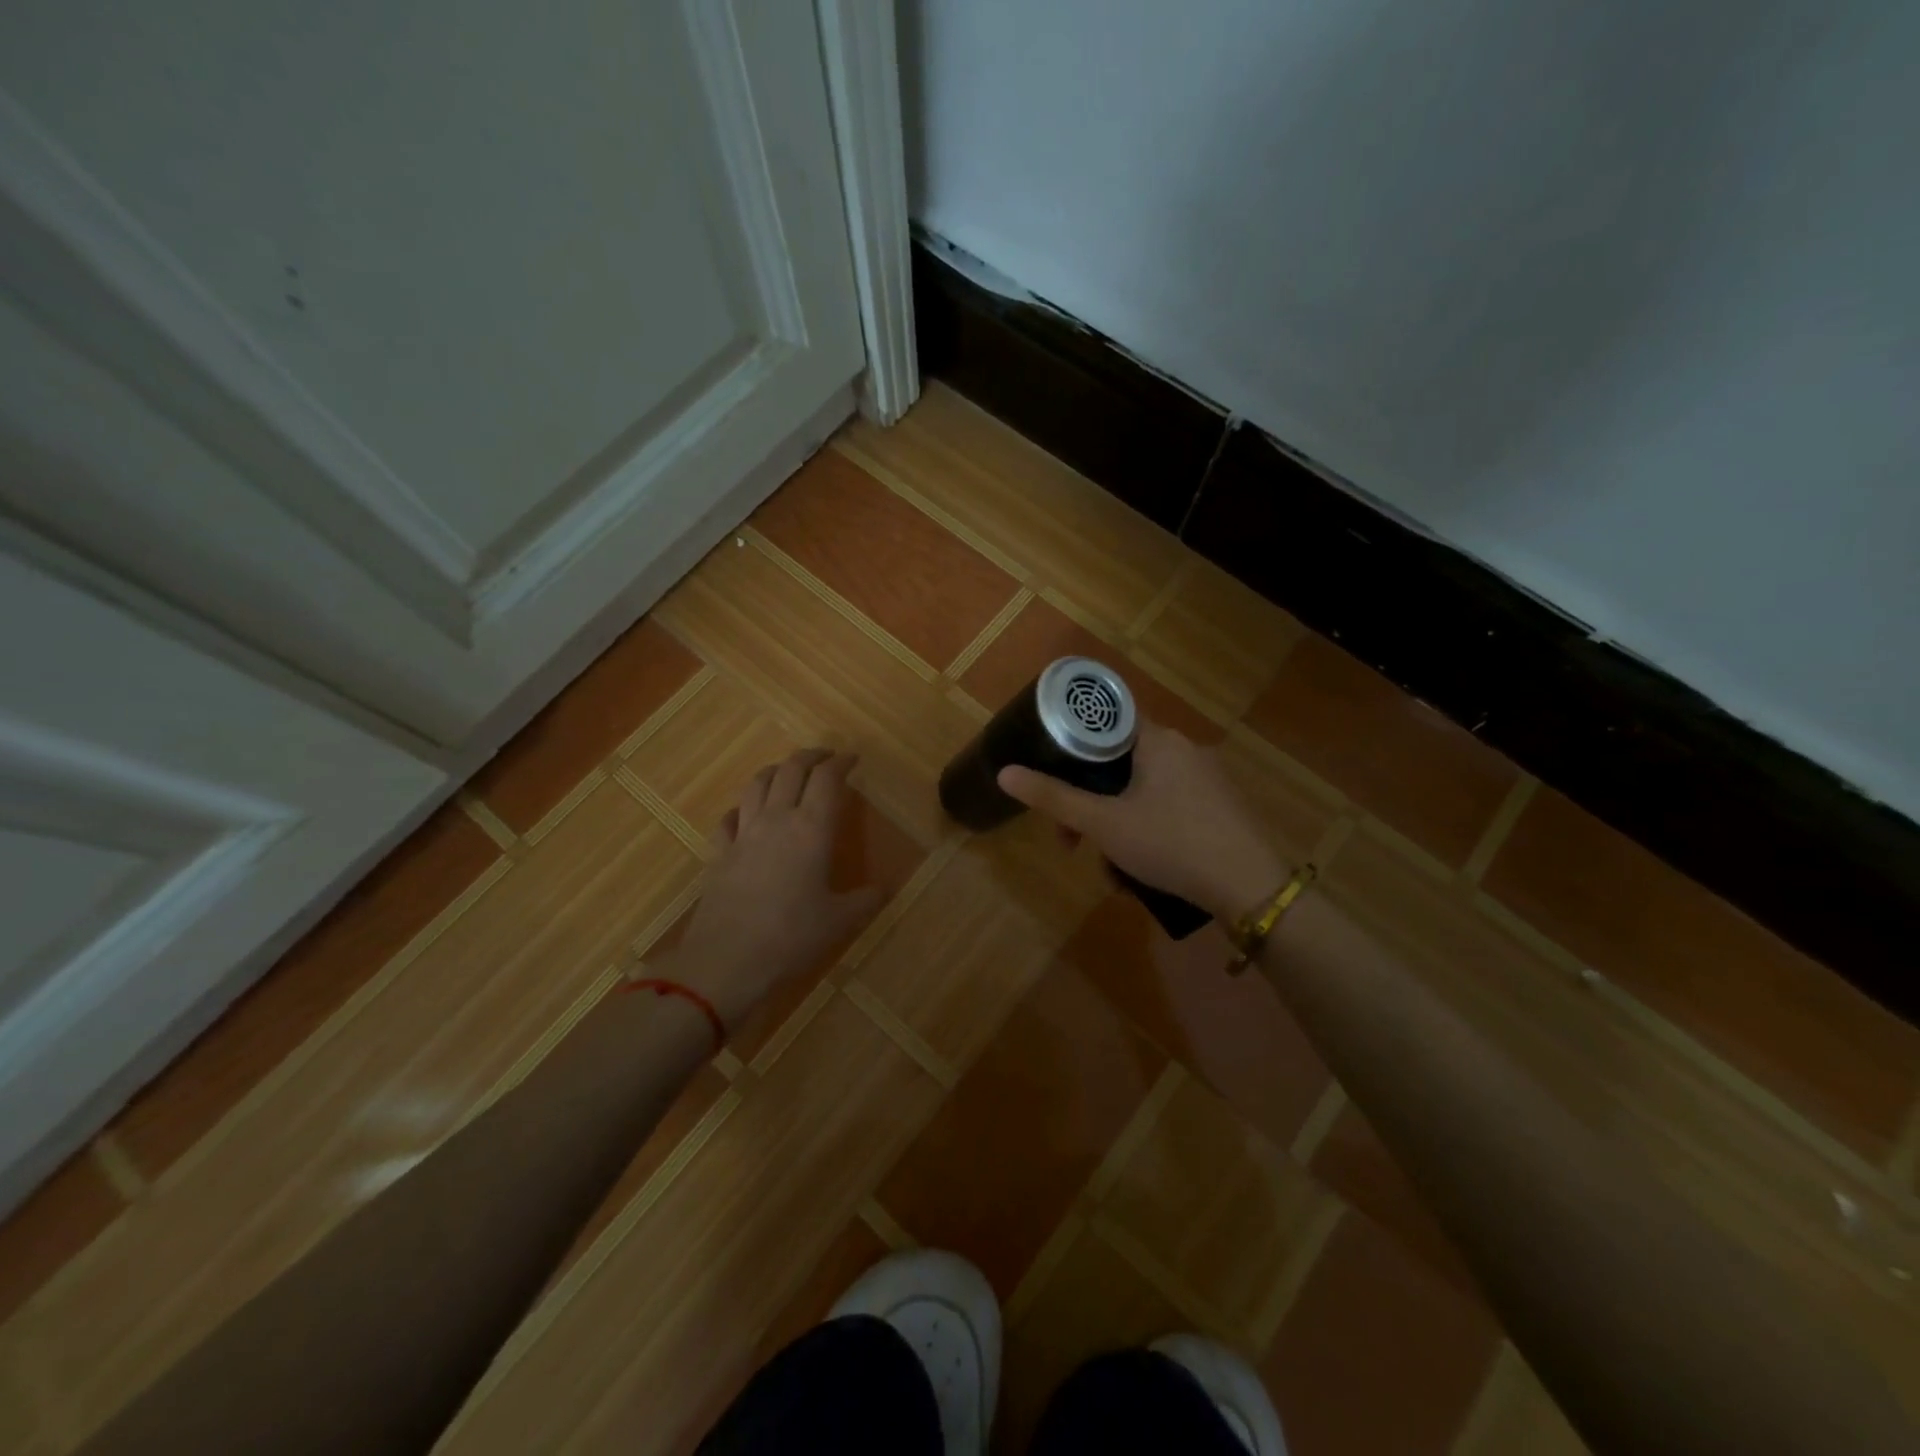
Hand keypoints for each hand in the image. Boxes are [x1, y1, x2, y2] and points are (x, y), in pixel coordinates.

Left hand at [672, 749, 881, 1030]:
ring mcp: (743, 834)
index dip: (841, 762)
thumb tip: (885, 889)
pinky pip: (729, 818)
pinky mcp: (718, 853)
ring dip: (776, 771)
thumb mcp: (839, 921)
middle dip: (810, 756)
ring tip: (787, 773)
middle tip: (825, 757)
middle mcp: (776, 820)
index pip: (827, 778)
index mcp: (812, 829)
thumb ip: (865, 900)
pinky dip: (742, 808)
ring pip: (757, 784)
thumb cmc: (791, 937)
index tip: (852, 759)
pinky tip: (746, 815)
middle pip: (791, 770)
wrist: (726, 962)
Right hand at [997, 722, 1288, 920]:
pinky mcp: (1221, 807)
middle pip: (1120, 765)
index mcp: (1158, 739)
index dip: (1074, 745)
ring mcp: (1208, 778)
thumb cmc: (1170, 843)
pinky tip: (1143, 870)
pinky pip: (1170, 808)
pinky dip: (1148, 831)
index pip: (1106, 721)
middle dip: (1091, 804)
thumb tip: (1005, 774)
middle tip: (1074, 842)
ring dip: (1117, 826)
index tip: (1055, 777)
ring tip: (1111, 870)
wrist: (1250, 888)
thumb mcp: (1104, 824)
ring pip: (1143, 792)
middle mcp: (1185, 748)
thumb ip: (1054, 799)